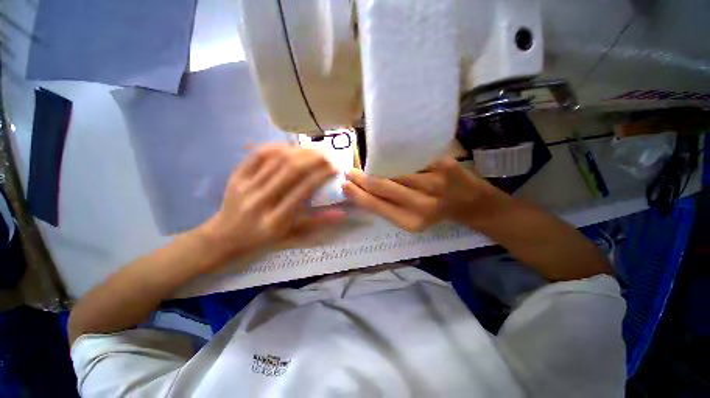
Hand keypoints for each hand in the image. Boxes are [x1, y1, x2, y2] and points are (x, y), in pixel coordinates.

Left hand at [201, 144, 344, 260]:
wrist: (225, 237)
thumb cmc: (263, 239)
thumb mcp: (292, 236)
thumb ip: (317, 223)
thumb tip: (342, 213)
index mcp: (275, 220)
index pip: (303, 190)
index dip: (321, 176)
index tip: (334, 168)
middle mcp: (260, 201)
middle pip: (290, 170)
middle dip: (313, 159)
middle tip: (327, 155)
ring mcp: (245, 187)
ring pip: (276, 159)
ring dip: (298, 151)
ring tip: (313, 150)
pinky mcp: (235, 177)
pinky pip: (258, 155)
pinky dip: (276, 147)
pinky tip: (290, 148)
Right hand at [342, 158, 506, 231]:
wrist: (472, 202)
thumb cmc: (437, 213)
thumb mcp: (412, 219)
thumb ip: (389, 207)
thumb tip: (364, 192)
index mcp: (412, 222)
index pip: (377, 205)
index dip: (358, 194)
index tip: (345, 185)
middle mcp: (423, 205)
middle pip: (382, 186)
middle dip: (362, 178)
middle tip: (350, 172)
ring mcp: (434, 182)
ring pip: (394, 170)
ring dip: (377, 167)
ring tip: (368, 165)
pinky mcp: (443, 164)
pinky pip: (411, 158)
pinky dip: (396, 157)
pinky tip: (388, 157)